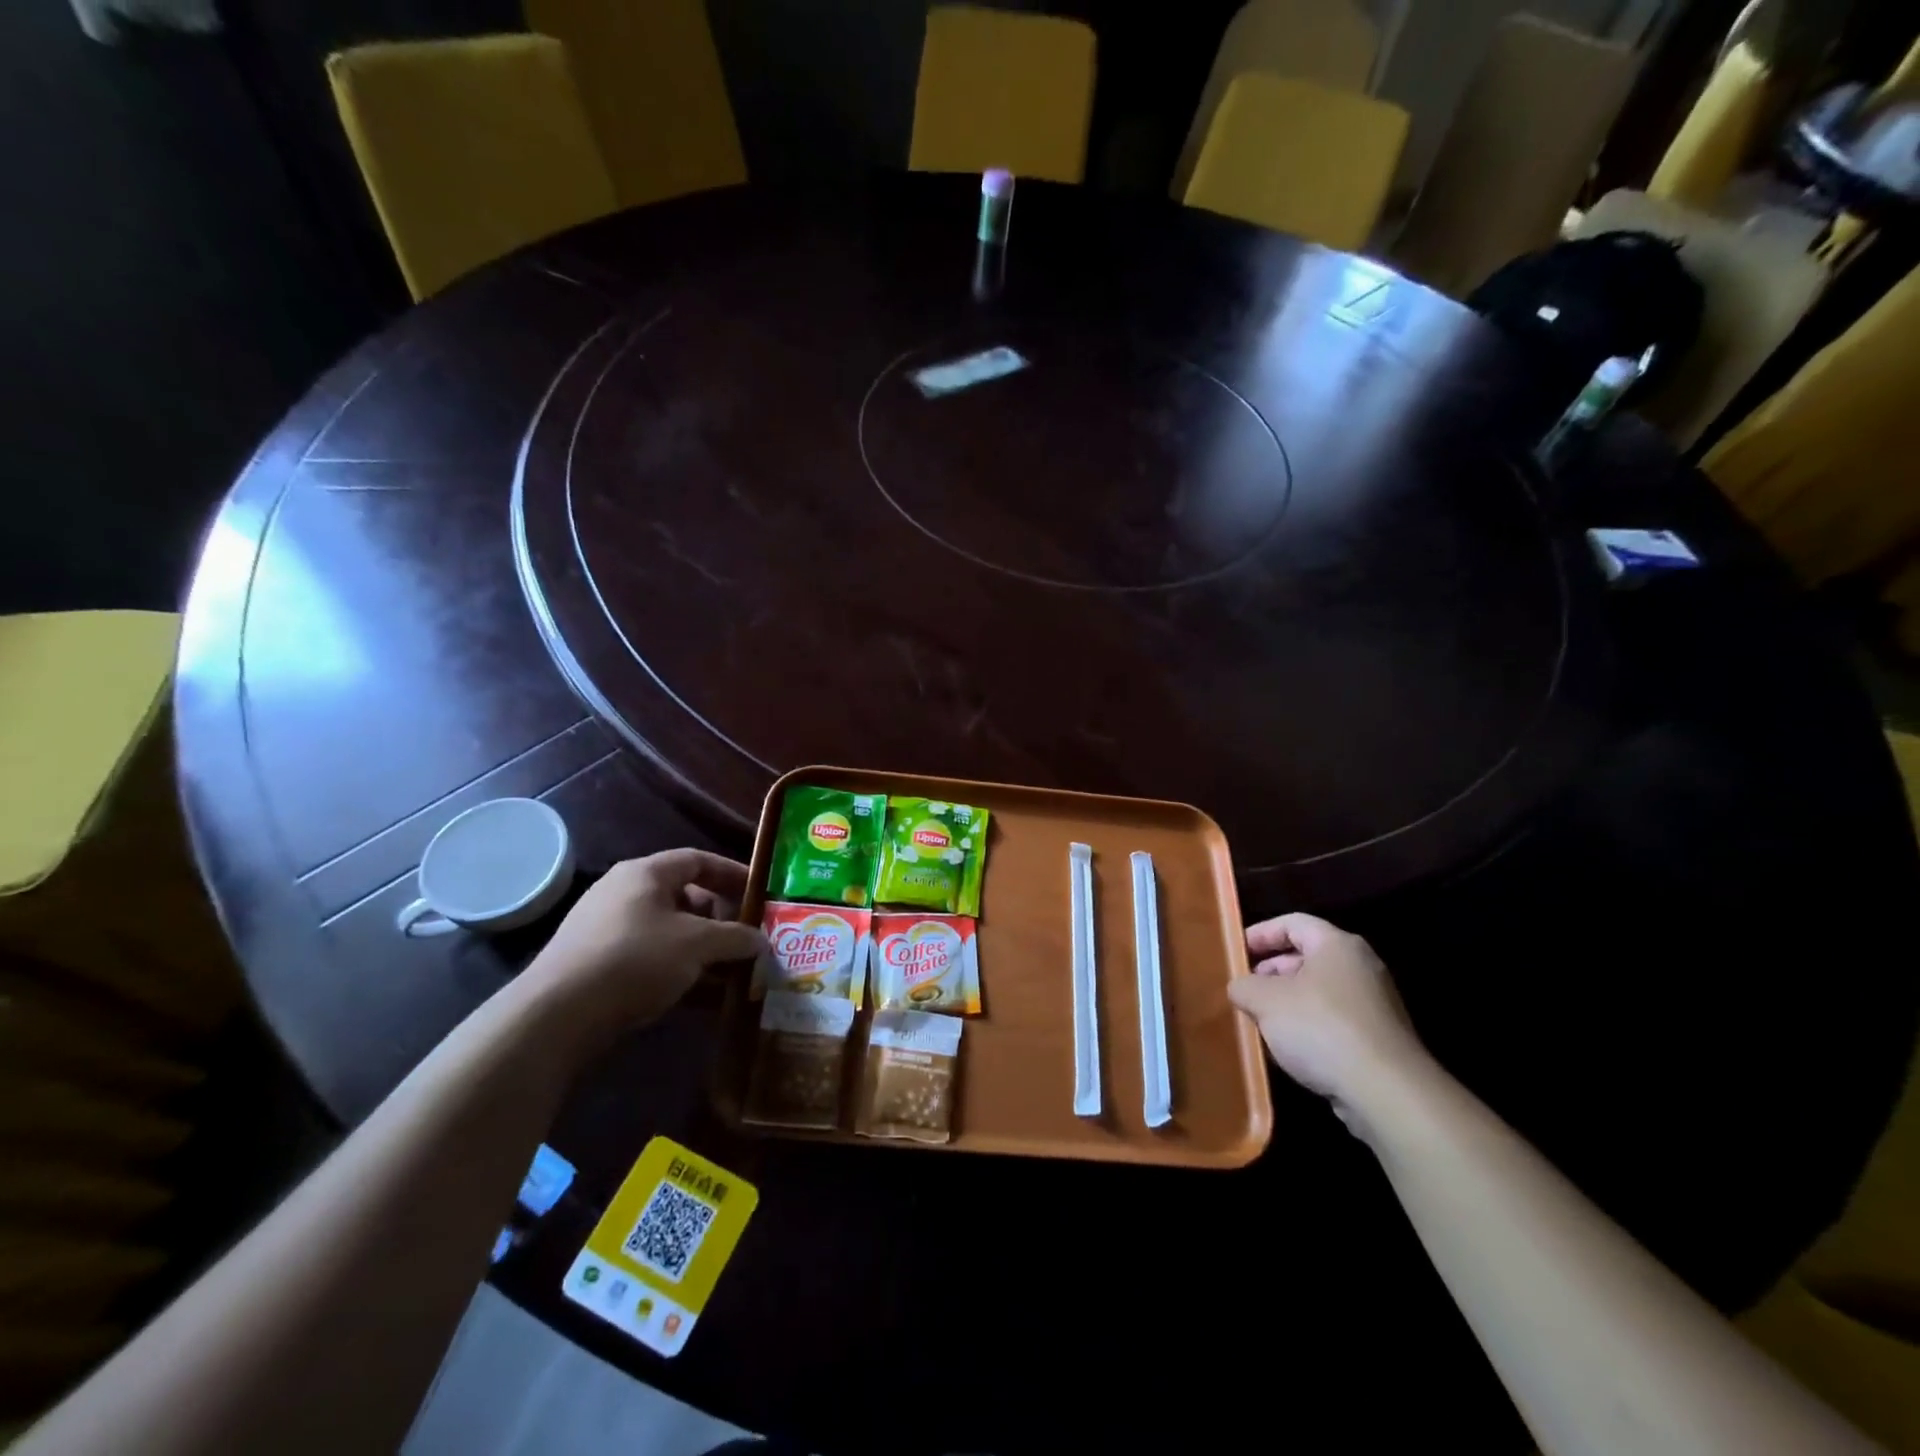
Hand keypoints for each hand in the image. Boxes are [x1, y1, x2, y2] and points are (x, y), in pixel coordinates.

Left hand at [528, 850, 764, 1030]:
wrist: (557, 1014)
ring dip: (702, 949)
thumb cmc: (636, 959)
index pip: (698, 860)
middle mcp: (623, 893)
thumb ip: (735, 938)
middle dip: (721, 918)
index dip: (733, 873)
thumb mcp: (697, 944)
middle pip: (685, 897)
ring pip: (669, 932)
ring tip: (731, 971)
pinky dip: (679, 970)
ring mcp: (607, 929)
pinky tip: (701, 996)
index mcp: (645, 873)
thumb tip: (761, 940)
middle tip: (746, 938)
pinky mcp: (597, 964)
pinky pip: (650, 958)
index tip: (759, 893)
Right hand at [1228, 913, 1430, 1125]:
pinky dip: (1308, 1026)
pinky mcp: (1379, 1039)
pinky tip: (1289, 1049)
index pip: (1292, 923)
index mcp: (1337, 945)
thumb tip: (1240, 987)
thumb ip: (1244, 986)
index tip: (1236, 951)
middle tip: (1246, 989)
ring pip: (1319, 991)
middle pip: (1307, 957)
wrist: (1386, 1093)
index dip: (1261, 933)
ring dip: (1287, 1002)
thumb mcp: (1265, 1001)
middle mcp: (1360, 967)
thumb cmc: (1321, 1028)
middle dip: (1271, 971)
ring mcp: (1374, 1004)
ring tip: (1260, 1021)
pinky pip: (1334, 1020)